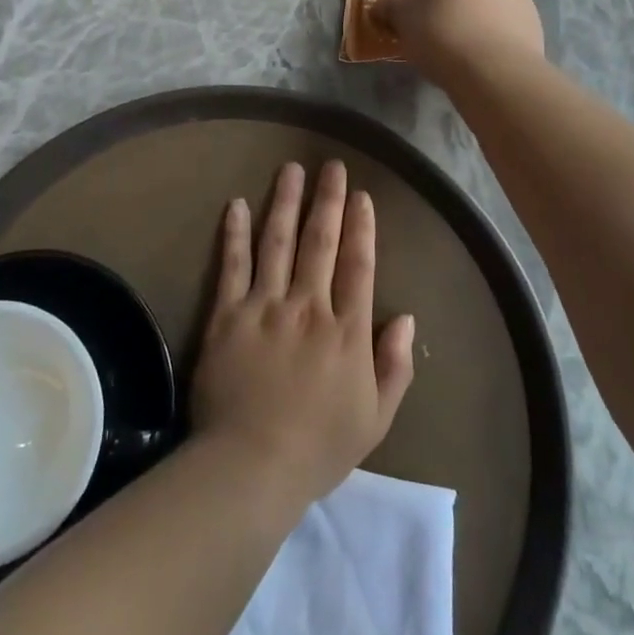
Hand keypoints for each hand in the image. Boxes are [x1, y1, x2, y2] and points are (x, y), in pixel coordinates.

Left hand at [192, 161, 415, 512]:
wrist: (251, 468)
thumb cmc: (318, 448)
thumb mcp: (375, 419)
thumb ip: (395, 366)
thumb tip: (406, 317)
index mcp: (346, 331)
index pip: (359, 265)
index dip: (362, 227)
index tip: (362, 196)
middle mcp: (308, 306)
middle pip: (320, 242)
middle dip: (328, 200)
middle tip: (331, 166)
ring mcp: (265, 306)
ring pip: (277, 241)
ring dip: (285, 201)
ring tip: (291, 169)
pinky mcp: (227, 314)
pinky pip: (232, 264)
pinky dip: (235, 232)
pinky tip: (237, 204)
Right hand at [383, 0, 544, 85]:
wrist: (497, 72)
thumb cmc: (443, 33)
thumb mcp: (403, 19)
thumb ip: (389, 6)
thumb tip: (380, 5)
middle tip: (433, 19)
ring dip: (472, 8)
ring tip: (458, 40)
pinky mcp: (533, 19)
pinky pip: (504, 17)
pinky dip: (491, 28)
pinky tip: (479, 53)